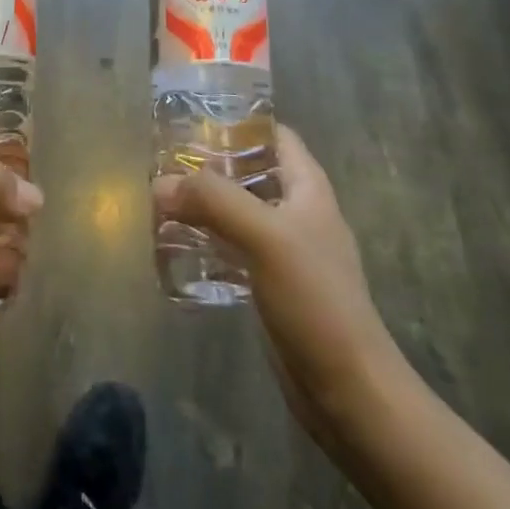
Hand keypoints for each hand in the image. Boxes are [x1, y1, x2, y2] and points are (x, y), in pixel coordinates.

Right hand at [153, 125, 392, 453]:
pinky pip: (233, 248)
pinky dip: (207, 240)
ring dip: (204, 204)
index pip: (274, 135)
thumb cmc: (316, 299)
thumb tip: (160, 184)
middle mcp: (297, 211)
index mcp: (307, 188)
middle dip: (210, 164)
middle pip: (250, 171)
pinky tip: (176, 246)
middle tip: (165, 161)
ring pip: (238, 211)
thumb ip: (213, 201)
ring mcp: (285, 250)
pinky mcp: (271, 285)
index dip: (239, 120)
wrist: (348, 391)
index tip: (193, 117)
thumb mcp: (265, 236)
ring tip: (161, 200)